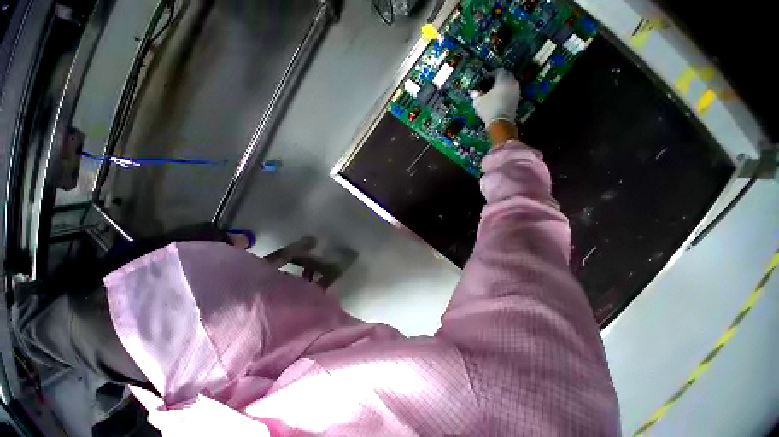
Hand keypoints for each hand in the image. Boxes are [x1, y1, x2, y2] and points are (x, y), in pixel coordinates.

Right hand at [472, 69, 520, 127]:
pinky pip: (510, 93)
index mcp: (504, 79)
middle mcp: (512, 82)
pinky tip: (496, 101)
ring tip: (491, 95)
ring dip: (500, 88)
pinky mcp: (516, 100)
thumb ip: (476, 94)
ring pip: (508, 85)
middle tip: (487, 87)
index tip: (482, 82)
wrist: (501, 123)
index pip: (498, 71)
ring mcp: (516, 92)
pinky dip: (503, 94)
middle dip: (496, 81)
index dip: (489, 75)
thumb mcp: (478, 102)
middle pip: (505, 77)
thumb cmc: (489, 109)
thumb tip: (473, 92)